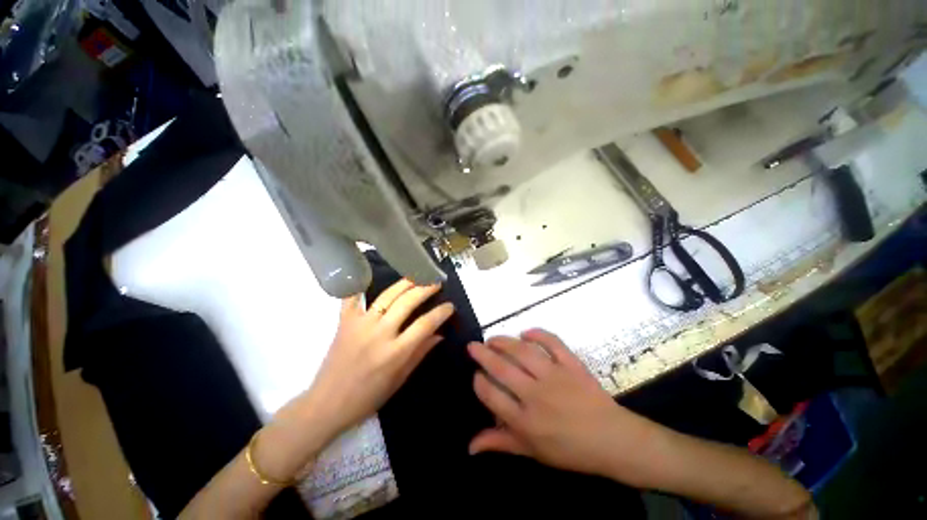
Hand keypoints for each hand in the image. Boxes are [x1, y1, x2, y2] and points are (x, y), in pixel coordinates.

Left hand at [305, 279, 454, 442]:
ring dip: (404, 283)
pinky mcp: (344, 321)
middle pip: (407, 302)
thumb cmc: (368, 397)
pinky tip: (371, 276)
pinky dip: (361, 285)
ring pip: (386, 295)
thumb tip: (439, 336)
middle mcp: (380, 333)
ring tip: (416, 274)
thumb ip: (418, 355)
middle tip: (436, 282)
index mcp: (397, 352)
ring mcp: (360, 324)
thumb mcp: (398, 381)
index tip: (450, 306)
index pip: (425, 324)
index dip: (441, 312)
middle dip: (425, 289)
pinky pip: (353, 297)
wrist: (331, 400)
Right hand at [467, 329, 656, 480]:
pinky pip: (554, 344)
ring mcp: (555, 377)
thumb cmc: (569, 451)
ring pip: (523, 352)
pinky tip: (527, 332)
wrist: (610, 439)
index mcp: (522, 420)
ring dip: (505, 342)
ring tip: (493, 339)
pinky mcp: (573, 366)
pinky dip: (539, 334)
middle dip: (484, 355)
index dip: (478, 382)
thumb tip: (469, 446)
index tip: (475, 375)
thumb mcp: (532, 452)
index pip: (490, 394)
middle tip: (473, 346)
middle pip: (502, 368)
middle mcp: (534, 394)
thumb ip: (500, 443)